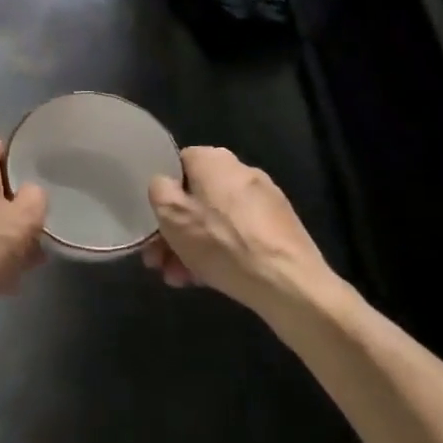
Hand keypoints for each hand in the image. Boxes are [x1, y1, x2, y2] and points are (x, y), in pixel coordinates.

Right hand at [144, 147, 329, 315]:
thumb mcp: (172, 215)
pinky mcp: (280, 227)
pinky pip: (239, 234)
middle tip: (160, 262)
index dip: (162, 194)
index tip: (153, 223)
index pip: (177, 165)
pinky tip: (208, 280)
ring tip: (181, 279)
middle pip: (196, 198)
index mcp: (214, 159)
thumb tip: (165, 184)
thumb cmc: (222, 243)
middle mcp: (241, 171)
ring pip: (216, 220)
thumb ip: (158, 190)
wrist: (288, 283)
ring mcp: (264, 200)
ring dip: (194, 247)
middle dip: (175, 231)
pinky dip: (221, 252)